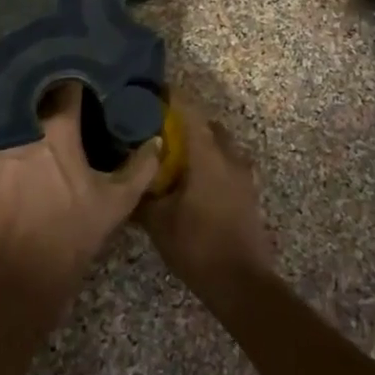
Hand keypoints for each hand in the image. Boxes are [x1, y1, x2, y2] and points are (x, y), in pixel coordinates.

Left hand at [0, 82, 156, 297]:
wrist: (20, 274)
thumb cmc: (71, 234)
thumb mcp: (116, 203)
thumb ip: (140, 168)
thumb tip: (154, 139)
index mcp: (59, 128)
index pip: (66, 84)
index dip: (71, 76)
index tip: (74, 74)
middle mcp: (20, 123)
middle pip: (24, 84)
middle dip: (31, 77)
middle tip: (37, 76)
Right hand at [138, 100, 272, 300]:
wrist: (242, 283)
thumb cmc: (197, 246)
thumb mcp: (158, 222)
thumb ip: (142, 194)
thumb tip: (127, 177)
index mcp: (207, 156)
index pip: (189, 111)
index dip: (172, 97)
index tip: (153, 91)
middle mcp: (229, 156)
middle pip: (207, 124)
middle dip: (186, 121)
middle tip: (158, 128)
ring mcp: (243, 174)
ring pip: (220, 144)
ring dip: (200, 143)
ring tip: (174, 155)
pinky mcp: (248, 192)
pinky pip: (227, 163)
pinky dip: (211, 161)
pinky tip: (192, 180)